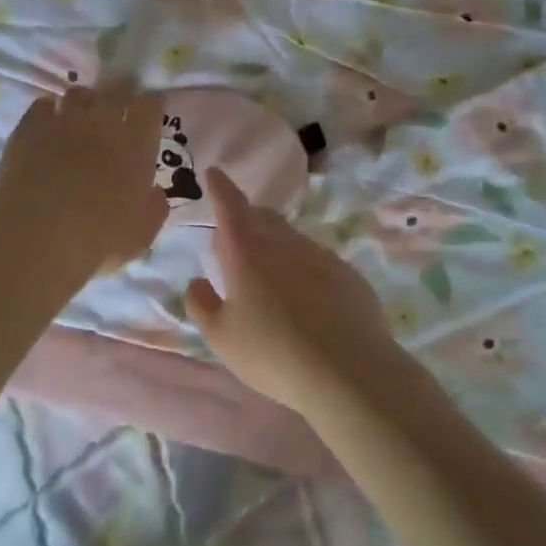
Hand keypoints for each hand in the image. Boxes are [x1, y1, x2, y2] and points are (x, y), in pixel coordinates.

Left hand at [0, 85, 168, 277]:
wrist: (39, 234)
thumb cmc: (99, 237)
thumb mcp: (142, 232)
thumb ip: (154, 206)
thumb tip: (154, 192)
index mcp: (136, 145)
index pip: (150, 107)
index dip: (151, 105)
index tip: (150, 110)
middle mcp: (102, 122)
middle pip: (116, 91)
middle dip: (120, 93)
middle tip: (119, 105)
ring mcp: (63, 121)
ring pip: (78, 94)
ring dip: (85, 101)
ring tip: (82, 114)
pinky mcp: (29, 128)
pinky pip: (43, 104)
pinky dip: (49, 109)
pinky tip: (49, 121)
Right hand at [185, 168, 399, 413]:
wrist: (348, 372)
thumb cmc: (272, 353)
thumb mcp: (221, 337)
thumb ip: (202, 305)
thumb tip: (197, 283)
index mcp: (246, 252)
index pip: (229, 205)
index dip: (219, 187)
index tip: (214, 172)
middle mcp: (284, 244)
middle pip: (263, 217)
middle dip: (247, 218)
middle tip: (236, 238)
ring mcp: (321, 256)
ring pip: (291, 239)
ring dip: (276, 247)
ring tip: (270, 280)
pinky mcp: (348, 275)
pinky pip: (317, 262)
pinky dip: (304, 271)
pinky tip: (306, 303)